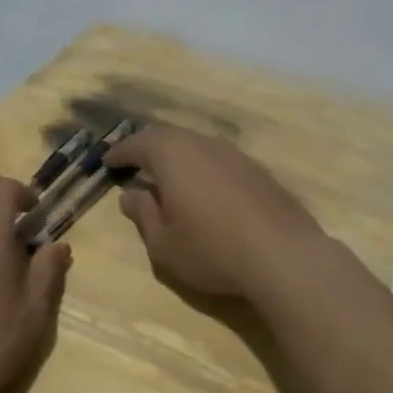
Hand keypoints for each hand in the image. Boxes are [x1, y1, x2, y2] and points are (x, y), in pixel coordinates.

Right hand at [106, 124, 324, 300]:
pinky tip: (206, 189)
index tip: (108, 161)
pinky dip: (204, 168)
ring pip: (197, 145)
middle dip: (148, 147)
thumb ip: (143, 215)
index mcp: (172, 154)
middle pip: (168, 137)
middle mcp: (202, 144)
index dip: (120, 152)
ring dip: (178, 156)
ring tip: (169, 175)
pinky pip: (220, 160)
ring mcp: (235, 154)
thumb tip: (131, 195)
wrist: (284, 256)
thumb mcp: (164, 243)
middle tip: (135, 161)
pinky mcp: (259, 171)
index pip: (138, 144)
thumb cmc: (212, 249)